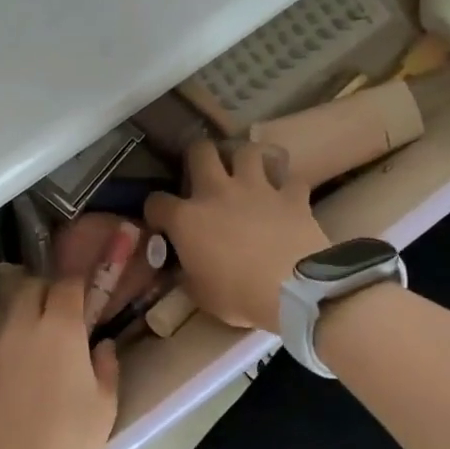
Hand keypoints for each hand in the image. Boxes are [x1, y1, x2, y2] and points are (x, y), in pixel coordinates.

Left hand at [0, 274, 119, 448]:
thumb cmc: (69, 441)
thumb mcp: (104, 406)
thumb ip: (106, 367)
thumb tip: (102, 345)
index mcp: (59, 329)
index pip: (66, 285)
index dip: (76, 284)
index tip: (83, 293)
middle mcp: (20, 327)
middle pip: (28, 289)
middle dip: (44, 292)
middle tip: (57, 314)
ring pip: (5, 317)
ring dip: (21, 320)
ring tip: (32, 346)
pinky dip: (3, 352)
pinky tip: (11, 379)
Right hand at [146, 139, 329, 333]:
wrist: (293, 293)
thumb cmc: (238, 297)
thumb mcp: (199, 293)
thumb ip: (187, 272)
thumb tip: (184, 267)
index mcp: (187, 219)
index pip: (157, 202)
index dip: (156, 211)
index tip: (162, 222)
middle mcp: (217, 192)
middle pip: (200, 151)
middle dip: (198, 157)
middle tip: (203, 174)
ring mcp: (257, 188)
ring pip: (247, 151)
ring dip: (244, 161)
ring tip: (246, 174)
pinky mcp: (292, 196)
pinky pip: (289, 178)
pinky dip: (286, 185)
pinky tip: (284, 195)